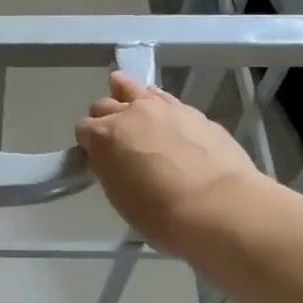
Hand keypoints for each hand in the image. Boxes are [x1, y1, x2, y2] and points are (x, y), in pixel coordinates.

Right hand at [76, 72, 266, 257]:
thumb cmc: (160, 214)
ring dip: (127, 95)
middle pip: (104, 105)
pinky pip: (165, 99)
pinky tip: (166, 120)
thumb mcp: (120, 196)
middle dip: (106, 120)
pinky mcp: (193, 111)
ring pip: (134, 88)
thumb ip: (111, 169)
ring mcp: (163, 108)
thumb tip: (113, 160)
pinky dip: (159, 105)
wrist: (218, 206)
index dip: (89, 144)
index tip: (99, 159)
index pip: (84, 129)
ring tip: (134, 110)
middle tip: (118, 142)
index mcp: (104, 137)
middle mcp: (129, 113)